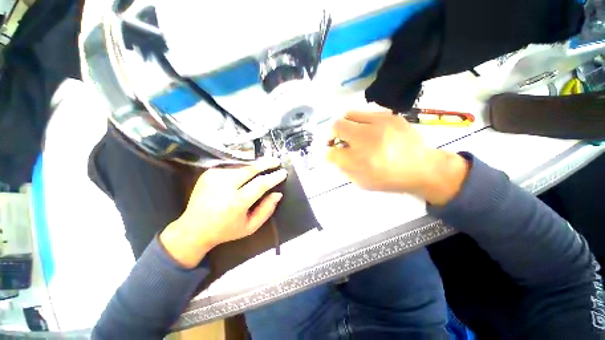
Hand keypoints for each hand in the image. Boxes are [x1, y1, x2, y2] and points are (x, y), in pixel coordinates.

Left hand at [160, 159, 286, 268]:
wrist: (193, 228)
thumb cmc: (225, 230)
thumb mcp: (250, 227)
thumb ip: (266, 210)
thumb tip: (277, 194)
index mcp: (236, 203)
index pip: (260, 184)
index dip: (274, 177)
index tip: (283, 172)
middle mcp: (224, 186)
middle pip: (251, 169)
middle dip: (266, 163)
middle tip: (276, 161)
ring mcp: (215, 177)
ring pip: (242, 166)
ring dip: (255, 165)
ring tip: (264, 165)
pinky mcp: (209, 173)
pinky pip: (232, 167)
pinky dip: (242, 167)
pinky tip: (247, 171)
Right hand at [327, 112, 468, 204]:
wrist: (422, 168)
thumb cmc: (388, 179)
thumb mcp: (362, 181)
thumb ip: (343, 168)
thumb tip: (332, 155)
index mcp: (361, 161)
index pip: (332, 152)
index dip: (327, 153)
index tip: (330, 153)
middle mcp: (368, 139)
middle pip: (336, 126)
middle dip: (331, 134)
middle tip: (336, 140)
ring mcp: (380, 124)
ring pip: (348, 114)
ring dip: (344, 125)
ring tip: (350, 133)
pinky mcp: (390, 116)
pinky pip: (365, 113)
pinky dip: (359, 121)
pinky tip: (366, 130)